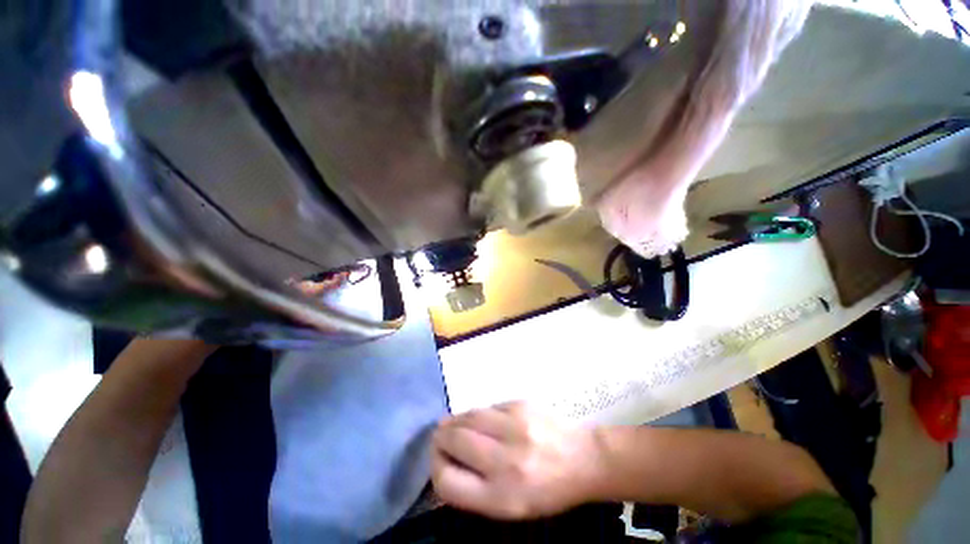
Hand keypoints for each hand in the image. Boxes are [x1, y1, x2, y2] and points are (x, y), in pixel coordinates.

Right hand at [430, 402, 602, 519]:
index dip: (435, 469)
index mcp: (502, 496)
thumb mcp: (510, 507)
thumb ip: (474, 490)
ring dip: (455, 421)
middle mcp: (506, 459)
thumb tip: (445, 464)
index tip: (438, 462)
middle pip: (453, 440)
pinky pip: (487, 407)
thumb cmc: (547, 491)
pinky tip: (480, 420)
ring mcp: (514, 426)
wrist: (582, 458)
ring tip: (452, 425)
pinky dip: (477, 414)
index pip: (447, 481)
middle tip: (439, 438)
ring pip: (468, 417)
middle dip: (440, 438)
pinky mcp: (520, 404)